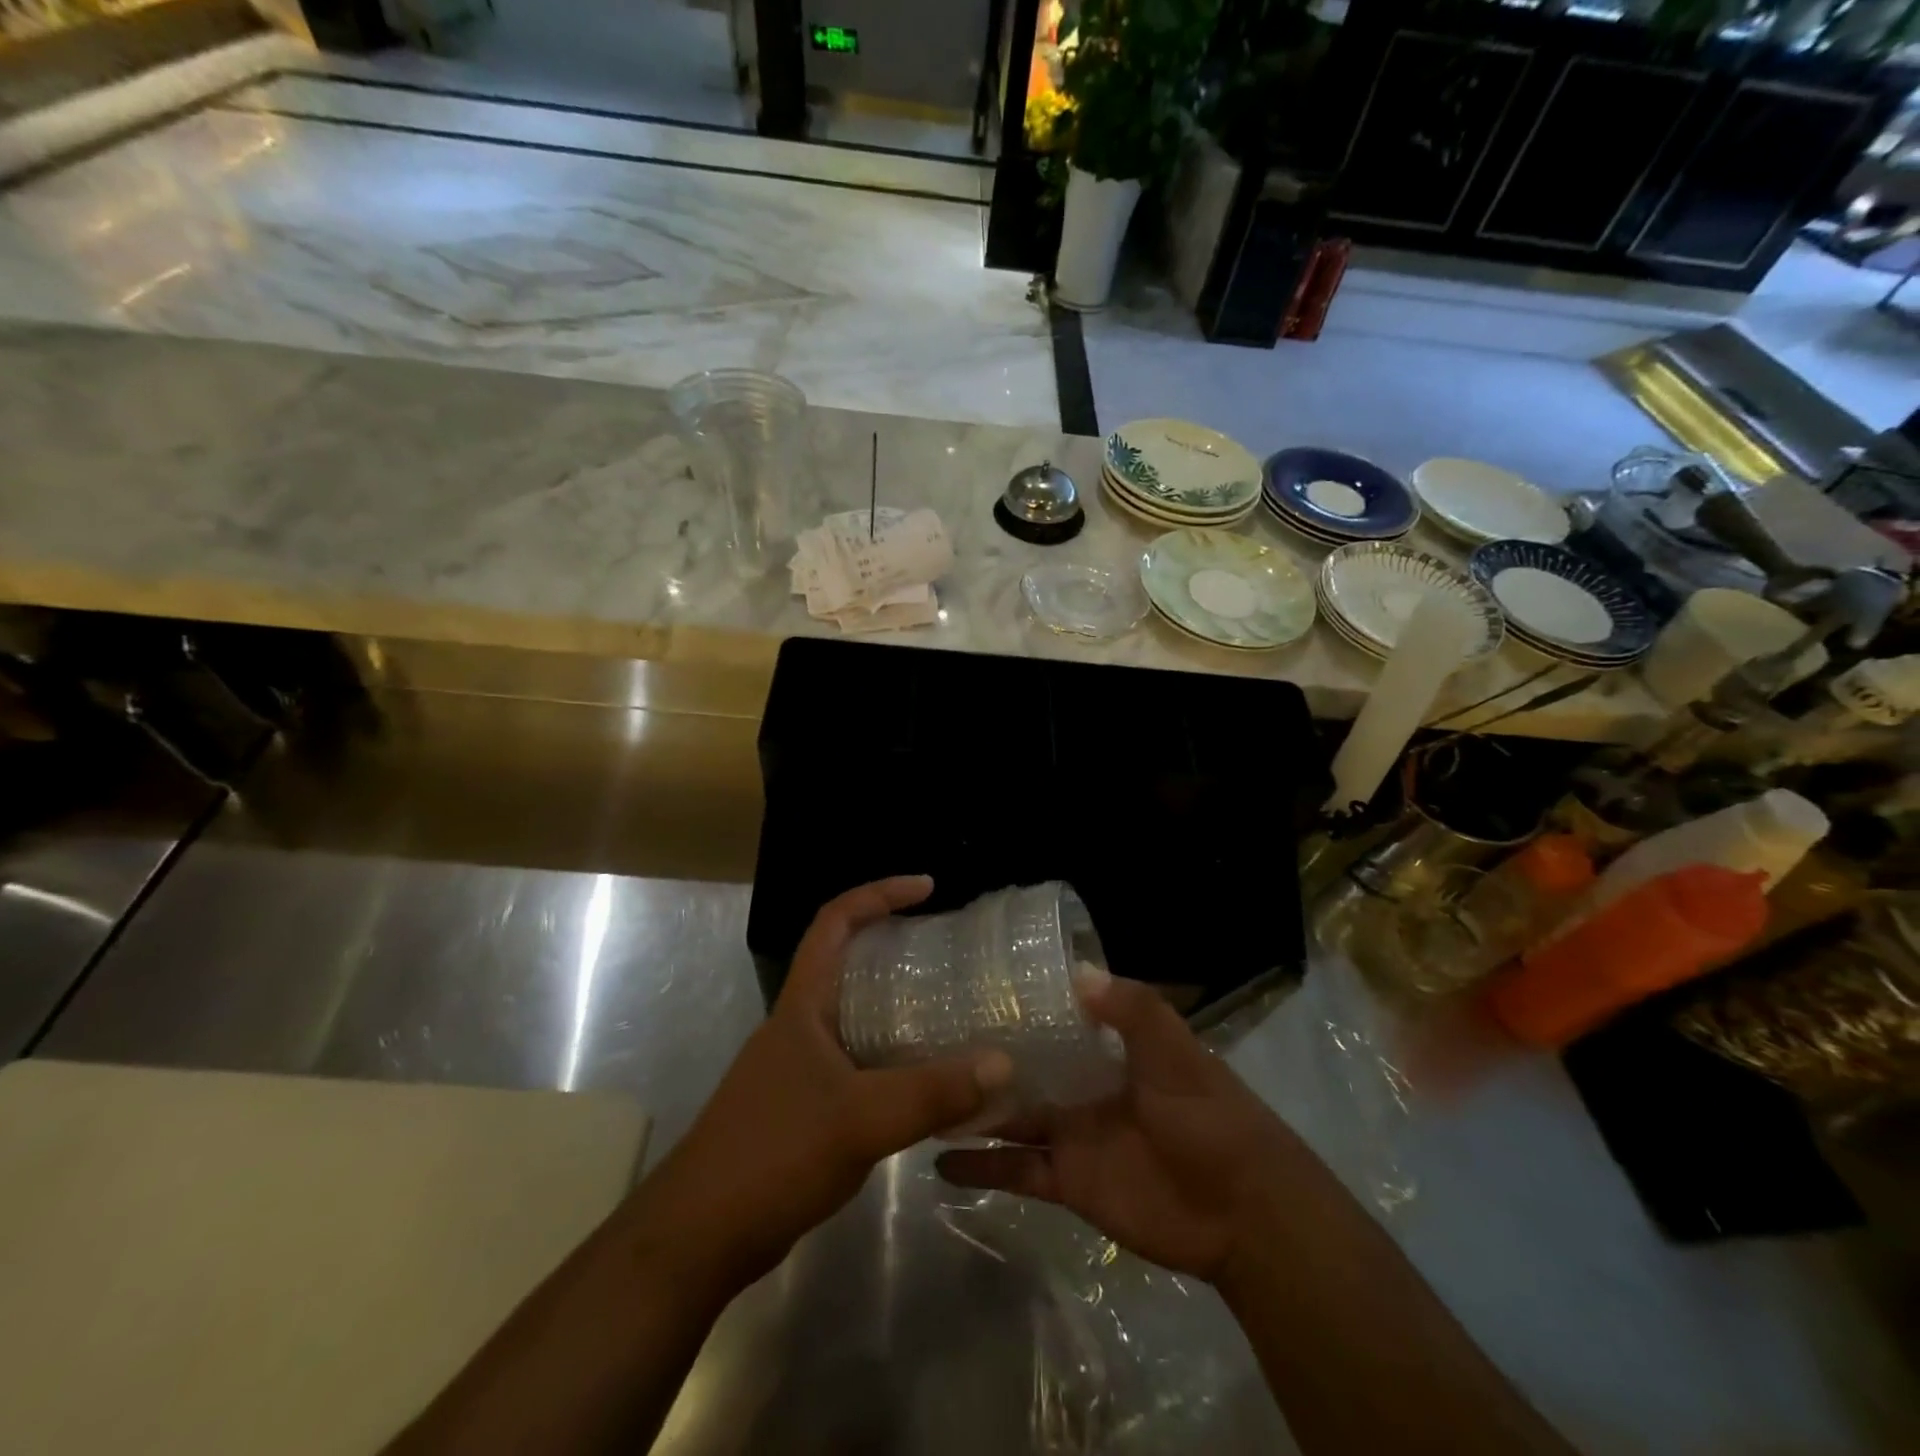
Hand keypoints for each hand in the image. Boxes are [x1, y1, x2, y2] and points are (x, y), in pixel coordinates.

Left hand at [626, 876, 1012, 1304]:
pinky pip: (859, 1059)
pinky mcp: (806, 1105)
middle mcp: (800, 1025)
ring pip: (855, 1014)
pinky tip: (926, 1077)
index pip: (835, 921)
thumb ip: (932, 1092)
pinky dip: (893, 1055)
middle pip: (847, 961)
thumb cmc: (773, 1154)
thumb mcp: (861, 1119)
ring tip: (950, 1006)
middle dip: (894, 944)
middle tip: (948, 949)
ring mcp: (800, 1066)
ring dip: (897, 1004)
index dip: (879, 893)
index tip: (927, 888)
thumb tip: (1002, 1063)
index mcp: (803, 1005)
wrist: (699, 1236)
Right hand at [935, 969, 1307, 1284]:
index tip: (972, 984)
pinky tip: (937, 1162)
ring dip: (974, 1108)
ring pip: (1012, 1116)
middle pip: (1025, 1066)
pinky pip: (1017, 1172)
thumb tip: (1075, 973)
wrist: (1243, 1212)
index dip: (1021, 1002)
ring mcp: (1073, 1134)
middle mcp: (1084, 1085)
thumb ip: (1133, 1010)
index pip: (1056, 1016)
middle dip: (985, 1054)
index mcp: (1110, 1048)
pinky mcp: (1068, 1182)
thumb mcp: (1176, 1051)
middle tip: (926, 1037)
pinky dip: (982, 1169)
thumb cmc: (1209, 1117)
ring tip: (920, 1092)